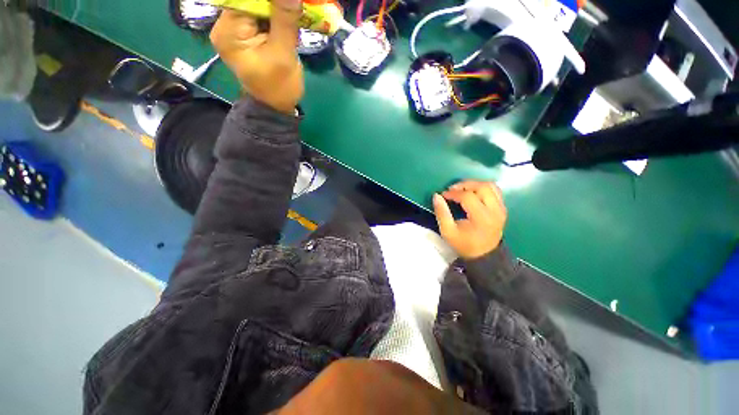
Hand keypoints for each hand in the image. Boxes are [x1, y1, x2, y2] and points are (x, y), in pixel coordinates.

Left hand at [210, 0, 303, 113]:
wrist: (276, 106)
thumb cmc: (279, 87)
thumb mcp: (283, 55)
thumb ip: (285, 19)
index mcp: (228, 31)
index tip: (288, 3)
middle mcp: (225, 24)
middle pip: (249, 0)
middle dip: (273, 3)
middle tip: (293, 8)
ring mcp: (235, 28)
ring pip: (256, 4)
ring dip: (276, 7)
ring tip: (292, 14)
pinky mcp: (246, 32)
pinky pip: (260, 13)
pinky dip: (275, 13)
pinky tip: (287, 19)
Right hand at [433, 180, 506, 259]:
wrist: (485, 255)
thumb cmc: (464, 244)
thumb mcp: (448, 231)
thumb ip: (441, 213)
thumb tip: (436, 195)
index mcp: (481, 217)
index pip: (468, 197)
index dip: (453, 193)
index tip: (443, 195)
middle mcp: (495, 210)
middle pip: (482, 187)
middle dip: (465, 184)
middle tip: (452, 189)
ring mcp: (501, 208)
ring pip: (490, 186)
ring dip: (474, 184)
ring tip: (462, 189)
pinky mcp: (502, 208)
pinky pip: (495, 190)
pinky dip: (482, 188)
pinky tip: (472, 193)